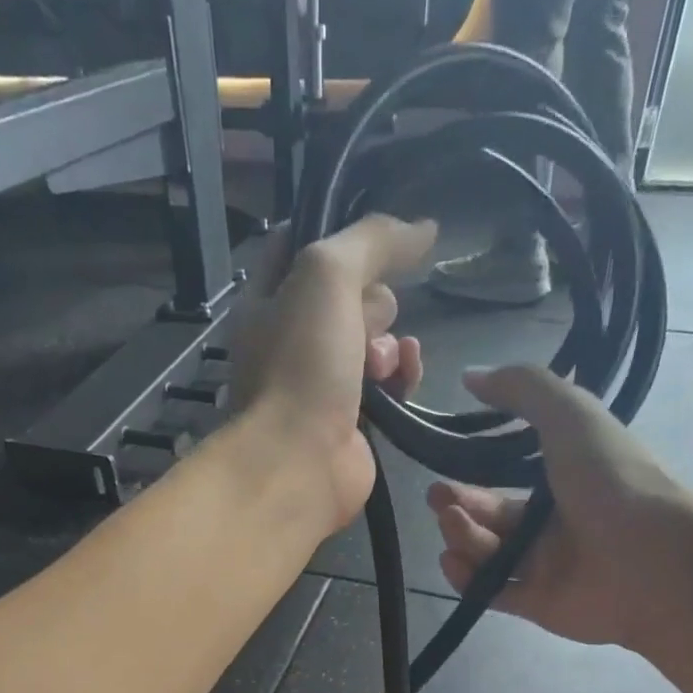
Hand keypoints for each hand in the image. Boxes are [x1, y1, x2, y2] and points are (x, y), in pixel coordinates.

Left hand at [228, 216, 436, 529]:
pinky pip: (389, 383)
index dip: (339, 232)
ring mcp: (323, 382)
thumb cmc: (300, 365)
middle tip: (366, 324)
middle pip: (352, 294)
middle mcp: (292, 339)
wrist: (298, 464)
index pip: (301, 244)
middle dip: (372, 302)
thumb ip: (373, 240)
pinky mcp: (353, 419)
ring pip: (376, 338)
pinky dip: (402, 376)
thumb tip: (425, 228)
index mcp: (267, 300)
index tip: (377, 237)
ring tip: (379, 365)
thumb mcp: (326, 275)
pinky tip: (405, 377)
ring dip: (390, 343)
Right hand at [429, 365, 692, 648]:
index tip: (443, 466)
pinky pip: (491, 591)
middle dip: (459, 507)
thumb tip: (470, 375)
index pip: (509, 478)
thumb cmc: (612, 481)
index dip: (475, 473)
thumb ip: (524, 388)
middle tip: (437, 500)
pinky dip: (468, 579)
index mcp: (566, 480)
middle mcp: (554, 524)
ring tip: (451, 526)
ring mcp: (545, 567)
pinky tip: (453, 563)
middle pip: (492, 517)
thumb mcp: (571, 415)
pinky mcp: (537, 605)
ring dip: (461, 537)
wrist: (652, 561)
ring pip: (487, 554)